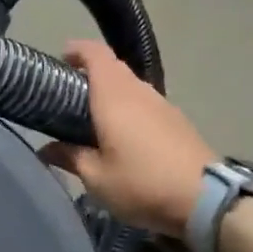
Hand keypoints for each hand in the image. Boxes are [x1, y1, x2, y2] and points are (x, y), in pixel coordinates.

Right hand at [38, 39, 213, 239]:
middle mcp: (140, 92)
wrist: (206, 201)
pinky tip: (123, 137)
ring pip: (131, 86)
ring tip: (94, 119)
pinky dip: (129, 110)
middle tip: (69, 97)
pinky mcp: (178, 122)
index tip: (60, 60)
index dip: (77, 50)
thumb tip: (46, 149)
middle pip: (113, 68)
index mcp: (115, 96)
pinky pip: (146, 104)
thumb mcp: (96, 178)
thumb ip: (69, 157)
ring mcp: (163, 105)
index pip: (95, 54)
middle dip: (90, 74)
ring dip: (112, 94)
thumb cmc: (141, 183)